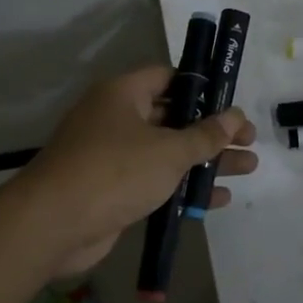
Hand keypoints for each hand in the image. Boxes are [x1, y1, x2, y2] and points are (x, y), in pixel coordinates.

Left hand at [3, 66, 257, 274]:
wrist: (53, 225)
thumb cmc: (115, 171)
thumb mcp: (169, 150)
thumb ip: (206, 135)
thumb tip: (235, 117)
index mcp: (123, 94)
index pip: (168, 78)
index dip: (202, 87)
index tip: (232, 101)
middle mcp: (116, 119)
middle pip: (173, 117)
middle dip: (212, 130)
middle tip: (249, 140)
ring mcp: (113, 156)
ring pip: (167, 152)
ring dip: (205, 161)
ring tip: (248, 168)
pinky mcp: (113, 190)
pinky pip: (156, 181)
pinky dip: (184, 187)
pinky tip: (218, 199)